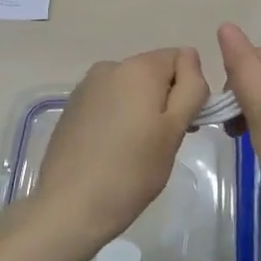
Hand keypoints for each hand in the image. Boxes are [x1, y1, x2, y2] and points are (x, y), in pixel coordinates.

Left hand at [27, 48, 208, 260]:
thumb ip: (190, 88)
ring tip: (135, 151)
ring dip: (141, 110)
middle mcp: (110, 66)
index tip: (184, 125)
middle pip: (153, 72)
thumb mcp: (174, 130)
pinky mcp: (72, 106)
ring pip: (130, 88)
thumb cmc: (131, 170)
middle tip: (163, 144)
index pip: (180, 59)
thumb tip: (191, 56)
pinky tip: (111, 150)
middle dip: (165, 100)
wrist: (70, 205)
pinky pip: (108, 101)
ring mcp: (87, 86)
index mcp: (138, 68)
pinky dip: (117, 118)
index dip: (189, 89)